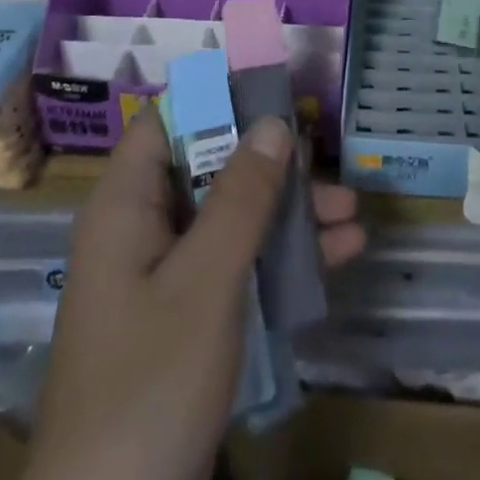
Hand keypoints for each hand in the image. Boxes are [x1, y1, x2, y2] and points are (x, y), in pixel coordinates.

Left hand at [14, 109, 363, 479]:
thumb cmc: (150, 384)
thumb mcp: (205, 282)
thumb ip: (242, 199)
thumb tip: (274, 122)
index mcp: (126, 207)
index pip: (168, 122)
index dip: (218, 100)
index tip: (275, 95)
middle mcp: (143, 231)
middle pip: (210, 170)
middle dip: (273, 168)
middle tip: (330, 169)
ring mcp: (166, 278)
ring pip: (231, 220)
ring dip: (288, 216)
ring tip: (353, 217)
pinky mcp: (187, 320)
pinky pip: (236, 268)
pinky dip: (280, 261)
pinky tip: (337, 261)